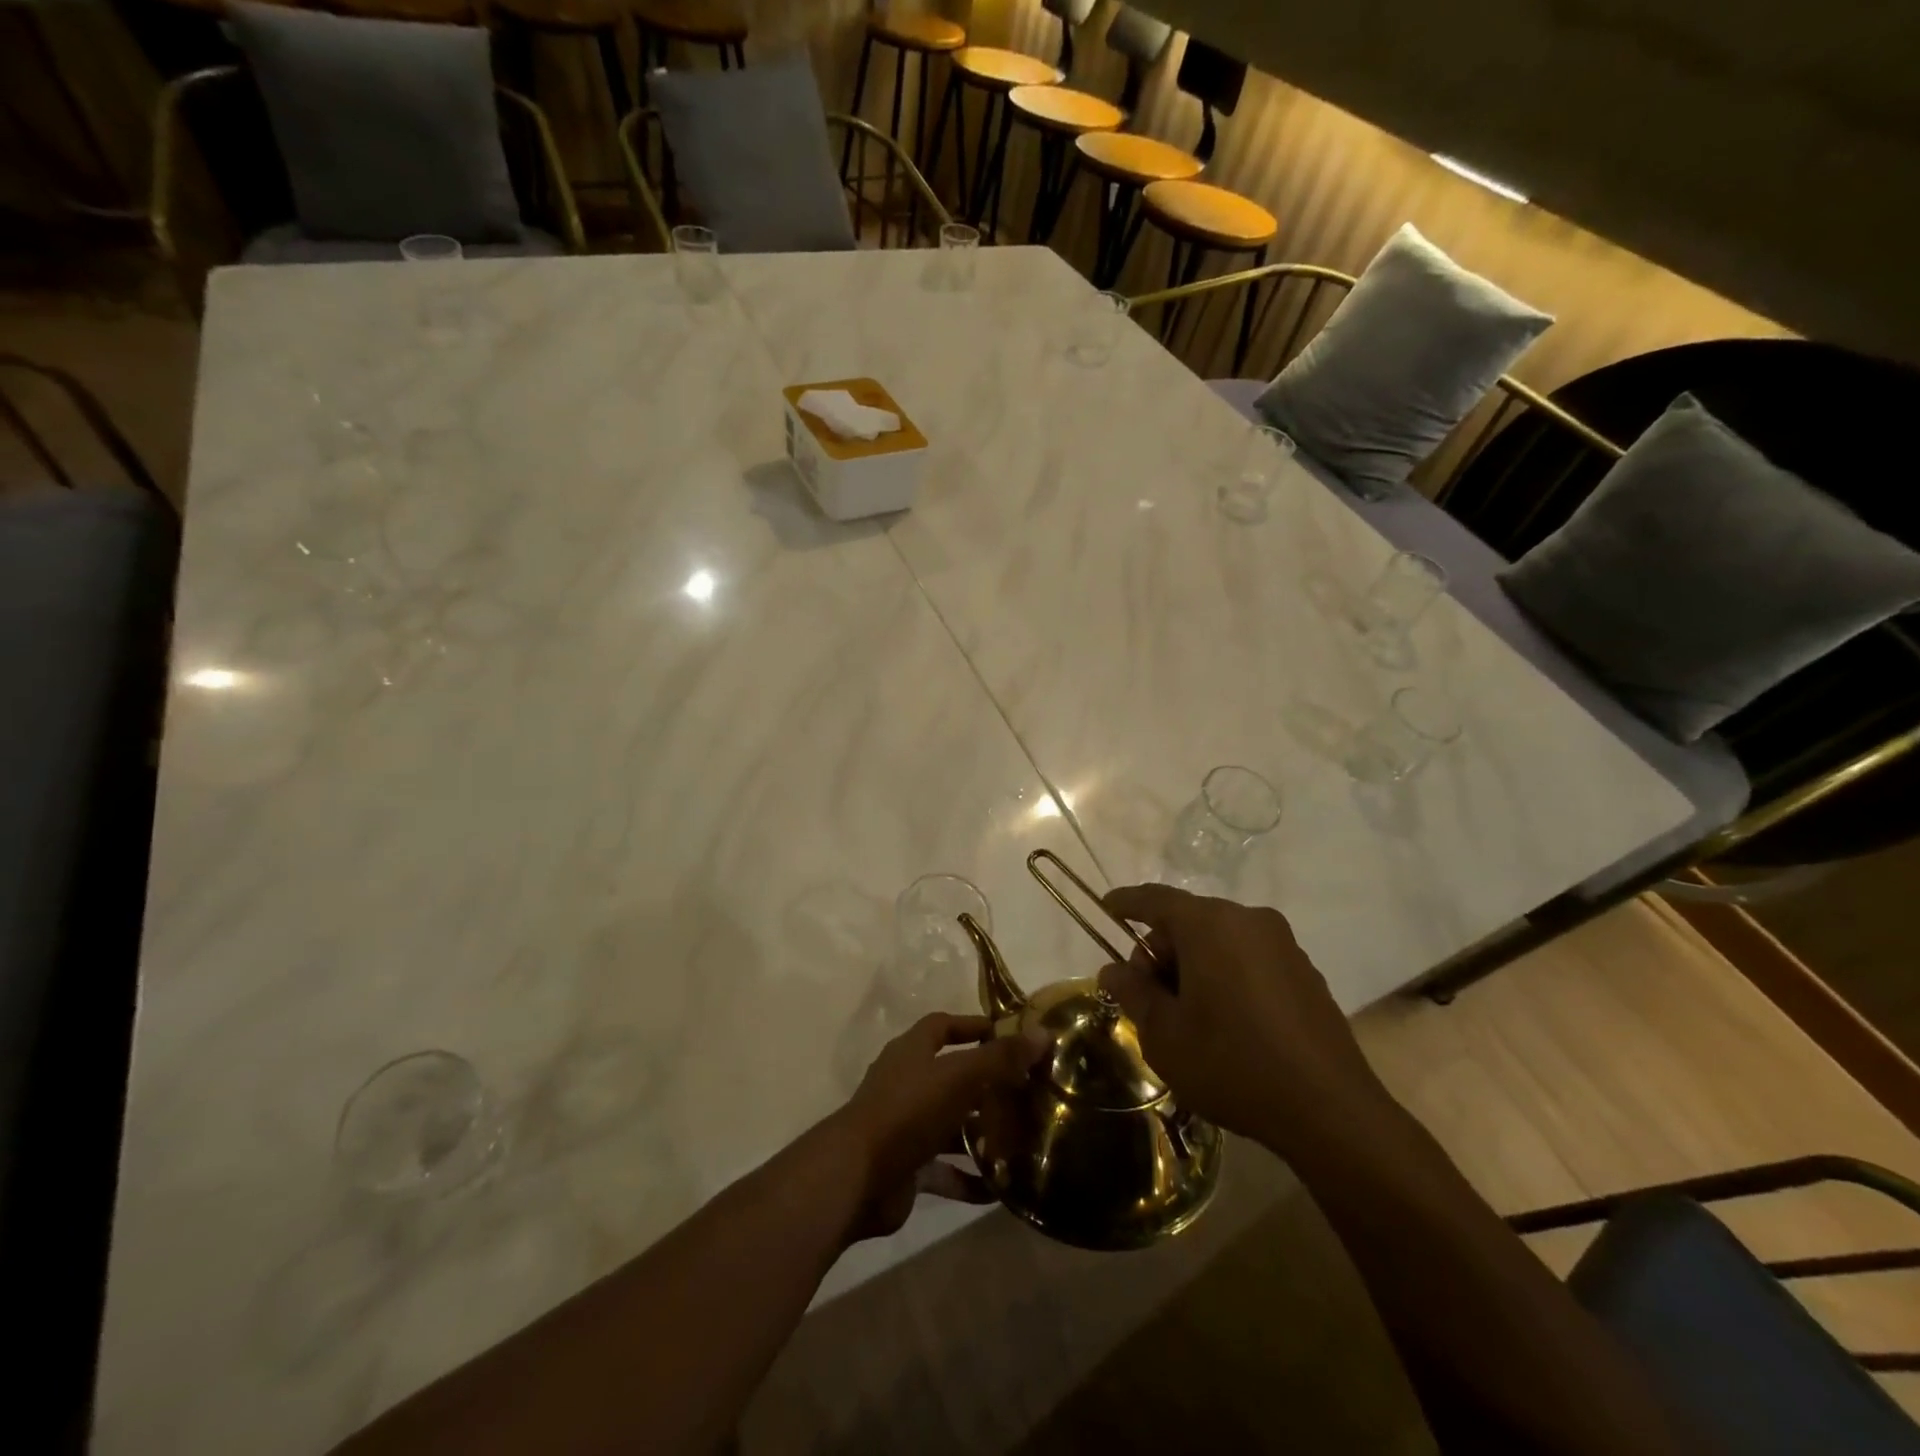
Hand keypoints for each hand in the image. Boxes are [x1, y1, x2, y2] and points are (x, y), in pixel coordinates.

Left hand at [828, 1012, 1045, 1241]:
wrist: (856, 1178)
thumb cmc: (907, 1112)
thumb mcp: (959, 1078)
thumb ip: (1000, 1058)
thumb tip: (1043, 1033)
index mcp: (912, 1052)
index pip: (943, 1026)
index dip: (973, 1026)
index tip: (1009, 1034)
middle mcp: (907, 1083)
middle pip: (951, 1076)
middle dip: (986, 1084)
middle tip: (1027, 1091)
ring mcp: (905, 1126)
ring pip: (950, 1123)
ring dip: (980, 1132)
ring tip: (1021, 1140)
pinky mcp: (906, 1166)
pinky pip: (944, 1170)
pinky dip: (968, 1177)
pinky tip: (999, 1188)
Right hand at [1096, 884, 1385, 1155]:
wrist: (1331, 1111)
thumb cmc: (1232, 1064)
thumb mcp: (1164, 1035)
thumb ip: (1133, 992)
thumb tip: (1114, 970)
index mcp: (1209, 925)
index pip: (1154, 899)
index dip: (1125, 903)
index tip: (1106, 909)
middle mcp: (1248, 920)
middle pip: (1188, 920)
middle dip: (1162, 951)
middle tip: (1150, 998)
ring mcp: (1283, 945)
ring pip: (1220, 940)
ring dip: (1195, 966)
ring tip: (1189, 1017)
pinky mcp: (1305, 972)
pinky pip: (1250, 959)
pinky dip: (1228, 976)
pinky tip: (1229, 1023)